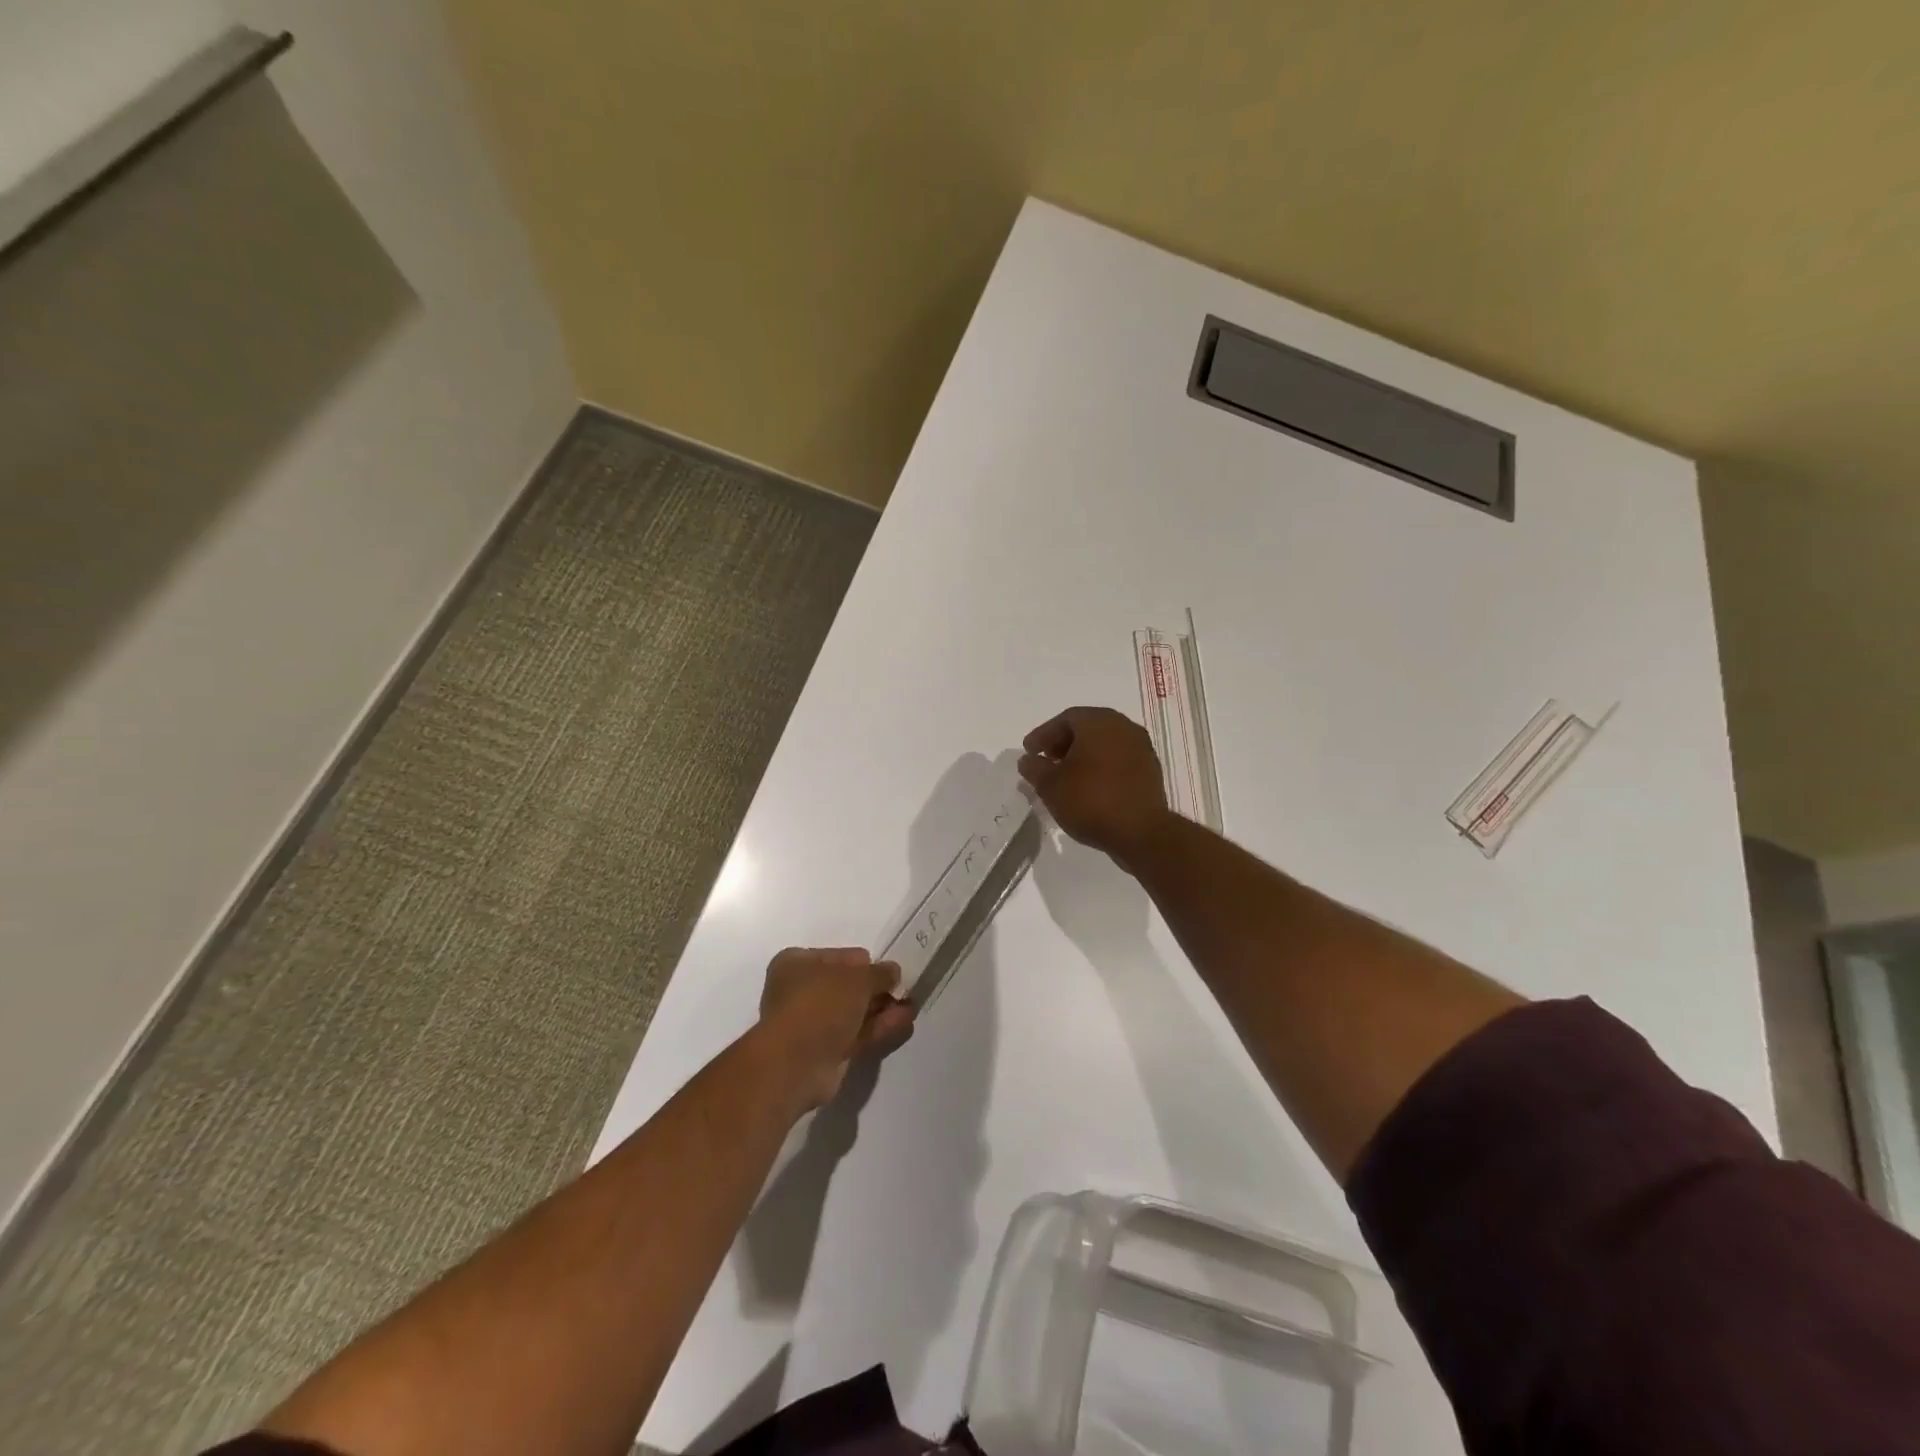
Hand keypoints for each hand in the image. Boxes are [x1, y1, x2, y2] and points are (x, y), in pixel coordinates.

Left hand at [758, 948, 914, 1108]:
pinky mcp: (825, 1053)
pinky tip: (905, 1021)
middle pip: (847, 986)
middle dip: (876, 988)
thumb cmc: (820, 1004)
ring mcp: (812, 1025)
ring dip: (882, 1008)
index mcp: (796, 964)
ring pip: (854, 1012)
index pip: (839, 957)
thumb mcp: (858, 978)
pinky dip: (879, 1027)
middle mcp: (800, 992)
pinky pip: (857, 1034)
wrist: (795, 1064)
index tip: (889, 970)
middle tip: (905, 988)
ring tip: (912, 1004)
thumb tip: (893, 972)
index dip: (865, 963)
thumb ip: (879, 973)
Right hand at [1018, 707, 1172, 870]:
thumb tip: (1028, 760)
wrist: (1140, 832)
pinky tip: (1088, 788)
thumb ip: (1035, 768)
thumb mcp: (1050, 786)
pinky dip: (1100, 768)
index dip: (1043, 735)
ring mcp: (1141, 748)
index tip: (1029, 752)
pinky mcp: (1150, 771)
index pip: (1065, 719)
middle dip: (1063, 744)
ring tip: (1065, 777)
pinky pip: (1118, 761)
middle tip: (1046, 761)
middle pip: (1087, 729)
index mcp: (1099, 722)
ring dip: (1083, 757)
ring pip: (1104, 745)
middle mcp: (1123, 727)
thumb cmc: (1090, 800)